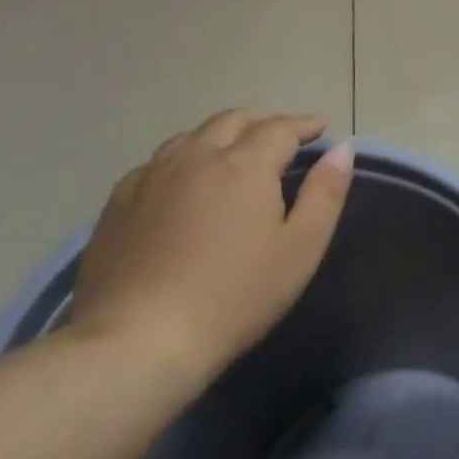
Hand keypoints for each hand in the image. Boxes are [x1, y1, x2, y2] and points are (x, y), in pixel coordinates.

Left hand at [68, 111, 354, 386]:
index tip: (320, 129)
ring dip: (221, 135)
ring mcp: (150, 177)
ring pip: (190, 137)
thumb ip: (325, 193)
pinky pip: (157, 163)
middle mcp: (194, 157)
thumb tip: (341, 150)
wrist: (141, 337)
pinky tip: (185, 184)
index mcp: (243, 165)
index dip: (303, 125)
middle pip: (232, 121)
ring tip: (236, 153)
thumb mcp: (301, 248)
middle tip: (283, 137)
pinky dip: (184, 159)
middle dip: (262, 122)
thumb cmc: (237, 295)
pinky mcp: (118, 202)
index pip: (279, 128)